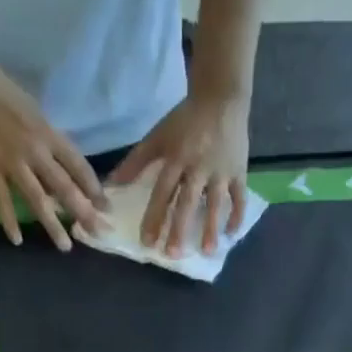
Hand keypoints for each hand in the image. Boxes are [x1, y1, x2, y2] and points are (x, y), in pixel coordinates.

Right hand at [0, 54, 105, 249]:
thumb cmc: (1, 88)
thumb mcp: (35, 112)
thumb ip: (49, 141)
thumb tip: (61, 170)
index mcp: (48, 133)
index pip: (79, 167)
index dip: (94, 189)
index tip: (106, 208)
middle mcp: (35, 150)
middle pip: (65, 188)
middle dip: (84, 213)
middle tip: (98, 234)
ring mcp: (12, 161)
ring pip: (38, 200)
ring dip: (53, 225)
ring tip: (66, 246)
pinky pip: (3, 200)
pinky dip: (9, 220)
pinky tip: (17, 240)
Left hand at [109, 92, 249, 255]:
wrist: (222, 97)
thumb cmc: (186, 120)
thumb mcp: (158, 136)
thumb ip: (136, 161)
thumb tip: (112, 185)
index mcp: (177, 157)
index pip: (163, 191)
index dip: (155, 216)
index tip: (148, 242)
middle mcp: (198, 166)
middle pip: (187, 201)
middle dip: (180, 228)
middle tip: (173, 254)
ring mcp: (221, 170)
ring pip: (216, 203)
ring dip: (210, 227)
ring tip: (207, 251)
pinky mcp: (239, 171)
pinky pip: (239, 197)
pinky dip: (237, 215)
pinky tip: (230, 235)